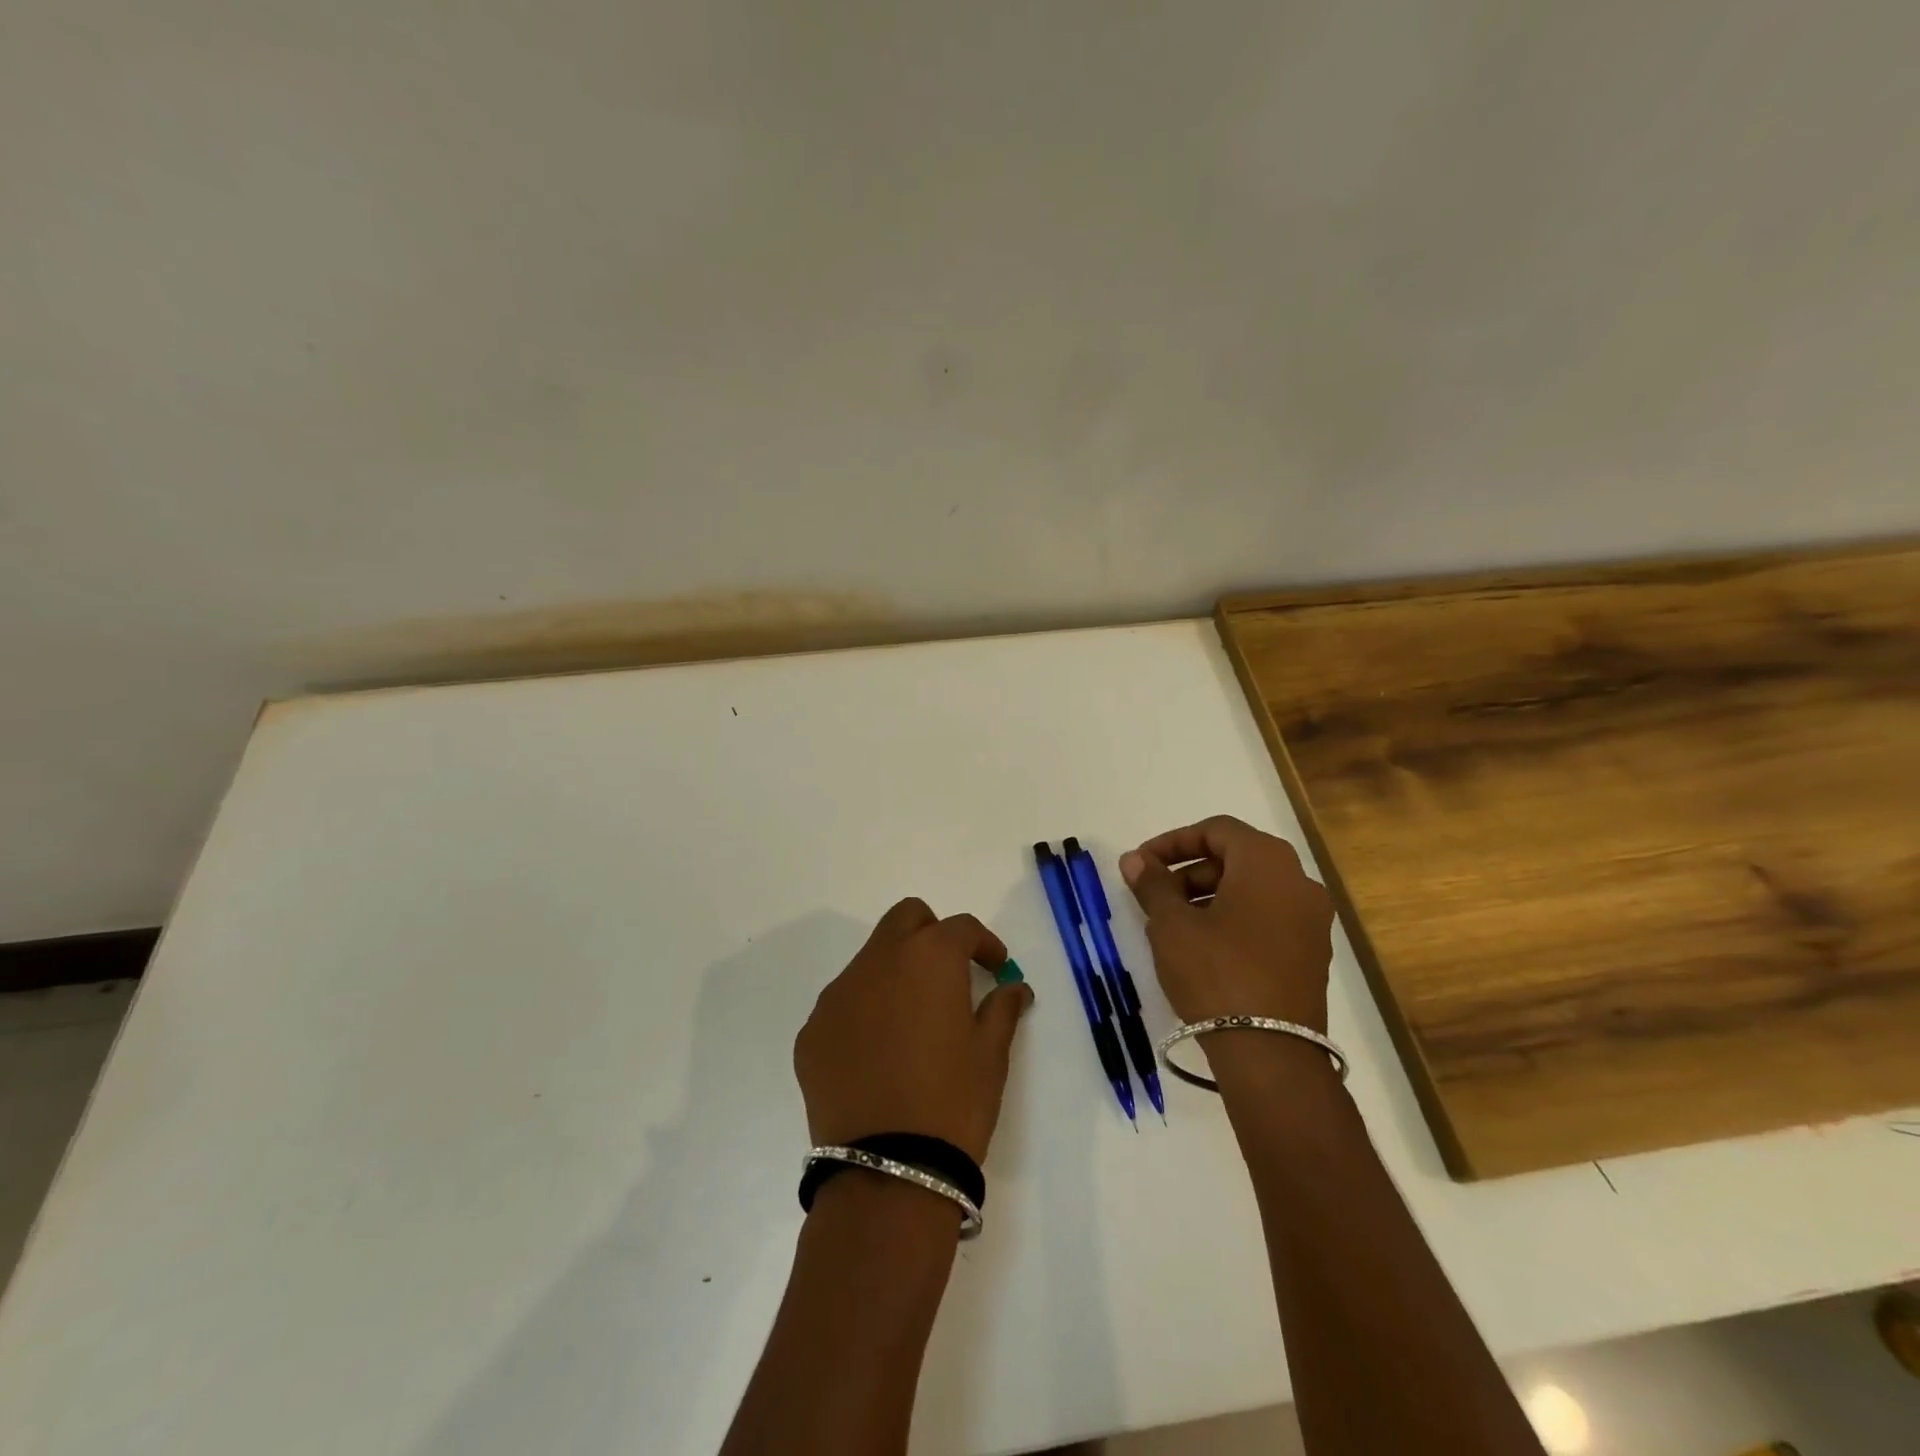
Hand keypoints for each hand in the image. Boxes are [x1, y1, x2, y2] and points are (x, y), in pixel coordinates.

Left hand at [794, 898, 1034, 1163]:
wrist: (888, 1169)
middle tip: (950, 974)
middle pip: (905, 919)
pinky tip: (878, 1054)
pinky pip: (843, 1004)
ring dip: (895, 973)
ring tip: (912, 1021)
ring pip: (870, 959)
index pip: (961, 928)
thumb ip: (1002, 1008)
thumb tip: (1014, 988)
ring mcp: (837, 995)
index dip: (984, 943)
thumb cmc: (954, 1101)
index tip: (997, 968)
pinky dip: (865, 1012)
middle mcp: (877, 961)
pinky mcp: (812, 1031)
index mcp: (928, 957)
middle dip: (932, 934)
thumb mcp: (992, 1054)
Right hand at [1119, 815, 1333, 1030]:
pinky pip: (1268, 918)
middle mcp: (1298, 882)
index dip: (1174, 841)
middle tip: (1156, 896)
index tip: (1143, 864)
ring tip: (1174, 925)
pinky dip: (1234, 919)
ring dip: (1210, 896)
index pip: (1217, 830)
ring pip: (1253, 890)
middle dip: (1190, 871)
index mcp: (1267, 862)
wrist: (1270, 1053)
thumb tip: (1135, 859)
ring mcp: (1312, 920)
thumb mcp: (1172, 925)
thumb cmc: (1215, 973)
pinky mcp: (1313, 954)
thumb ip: (1152, 884)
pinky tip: (1204, 948)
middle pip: (1237, 858)